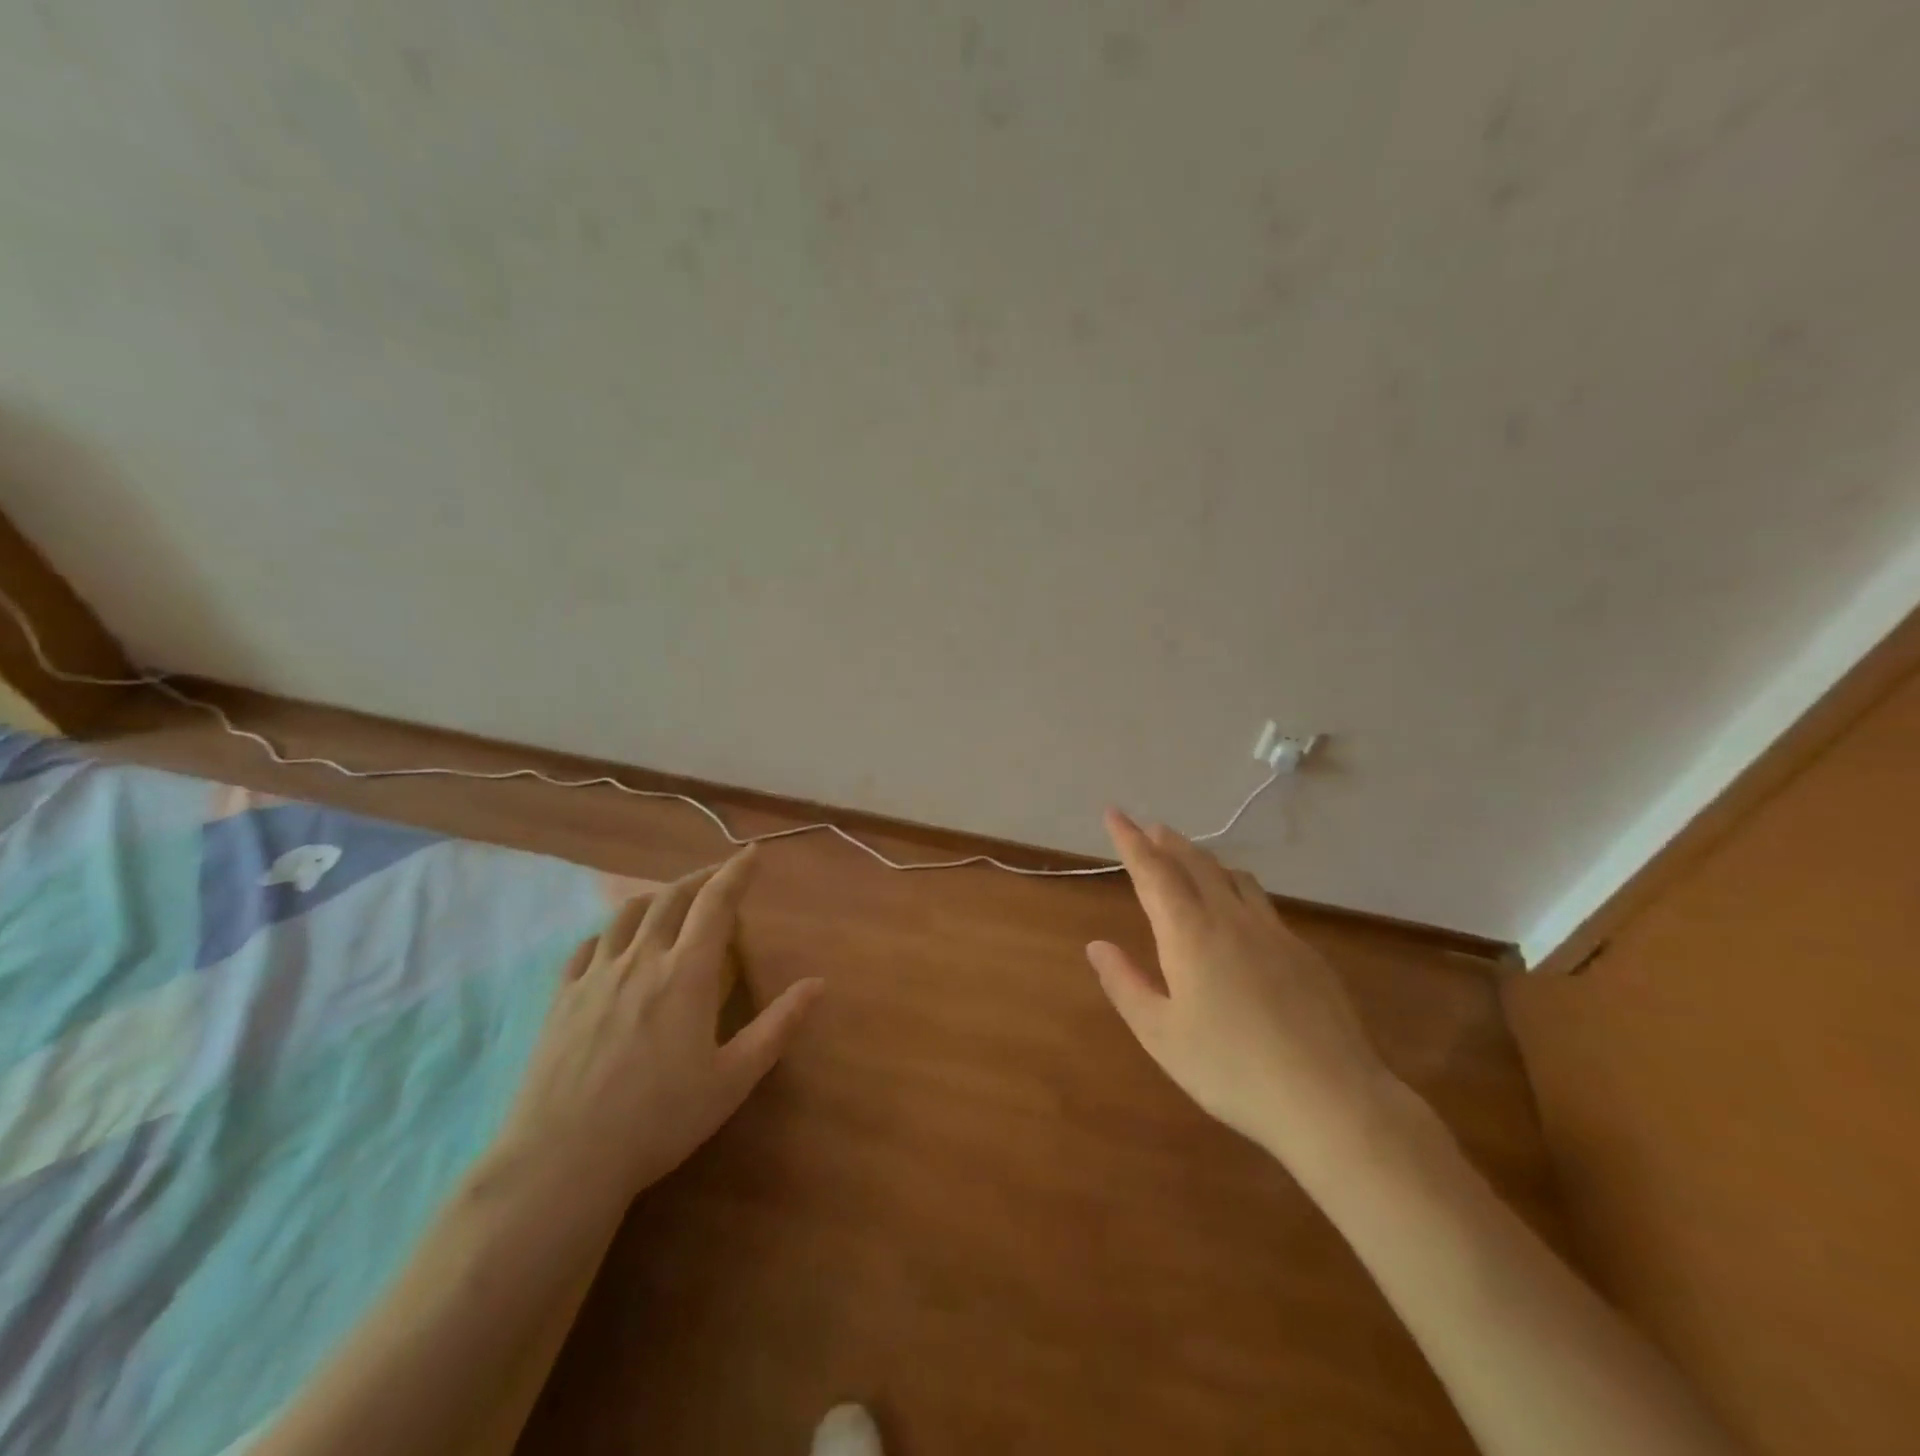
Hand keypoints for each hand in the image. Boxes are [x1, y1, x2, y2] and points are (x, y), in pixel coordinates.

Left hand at [493, 847, 823, 1210]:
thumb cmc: (660, 1119)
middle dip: (700, 878)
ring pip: (627, 914)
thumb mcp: (733, 1078)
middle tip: (719, 875)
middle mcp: (642, 960)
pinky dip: (610, 930)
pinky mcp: (562, 998)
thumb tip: (819, 983)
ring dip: (656, 896)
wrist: (563, 1160)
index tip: (752, 852)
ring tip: (670, 900)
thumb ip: (778, 1026)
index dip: (736, 872)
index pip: (716, 904)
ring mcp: (596, 976)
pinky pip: (587, 946)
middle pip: (671, 898)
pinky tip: (614, 942)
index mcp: (687, 974)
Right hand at [1087, 810, 1407, 1179]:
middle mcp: (1230, 919)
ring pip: (1232, 877)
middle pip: (1194, 864)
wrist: (1329, 1097)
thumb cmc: (1230, 1069)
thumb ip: (1125, 984)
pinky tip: (1239, 907)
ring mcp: (1272, 932)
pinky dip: (1236, 885)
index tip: (1114, 813)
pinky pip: (1260, 901)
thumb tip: (1097, 945)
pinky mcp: (1303, 951)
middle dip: (1167, 842)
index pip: (1152, 872)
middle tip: (1150, 828)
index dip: (1130, 840)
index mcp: (1189, 933)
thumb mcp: (1161, 1035)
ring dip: (1204, 859)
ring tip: (1189, 856)